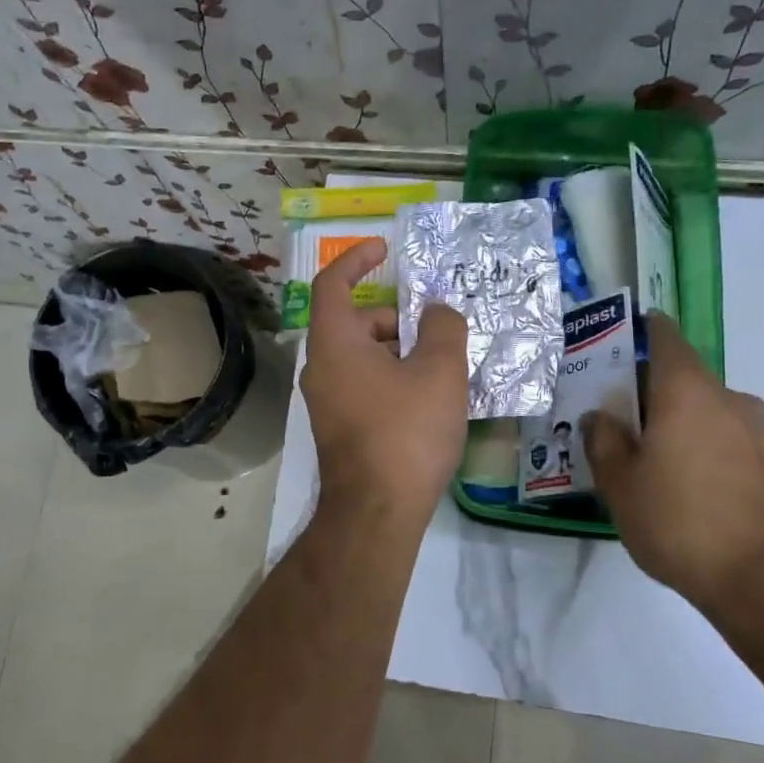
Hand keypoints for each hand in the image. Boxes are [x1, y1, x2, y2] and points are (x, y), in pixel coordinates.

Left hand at [301, 238, 468, 528]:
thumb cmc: (406, 431)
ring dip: (398, 351)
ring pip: (362, 357)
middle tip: (437, 332)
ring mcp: (326, 401)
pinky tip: (427, 400)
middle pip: (354, 322)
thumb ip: (443, 327)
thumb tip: (436, 313)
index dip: (355, 259)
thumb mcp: (439, 371)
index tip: (383, 250)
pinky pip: (364, 385)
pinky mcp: (339, 427)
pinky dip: (391, 378)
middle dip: (395, 318)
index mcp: (334, 343)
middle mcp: (321, 368)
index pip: (332, 284)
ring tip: (441, 369)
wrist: (377, 512)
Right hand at [584, 313, 763, 612]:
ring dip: (685, 424)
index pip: (665, 337)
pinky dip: (711, 449)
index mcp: (688, 392)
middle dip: (654, 394)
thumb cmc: (679, 522)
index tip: (620, 343)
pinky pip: (734, 441)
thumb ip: (603, 440)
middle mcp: (731, 399)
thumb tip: (600, 417)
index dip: (641, 332)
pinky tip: (696, 488)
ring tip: (661, 462)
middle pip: (686, 379)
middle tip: (625, 422)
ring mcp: (762, 432)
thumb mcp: (619, 484)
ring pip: (711, 412)